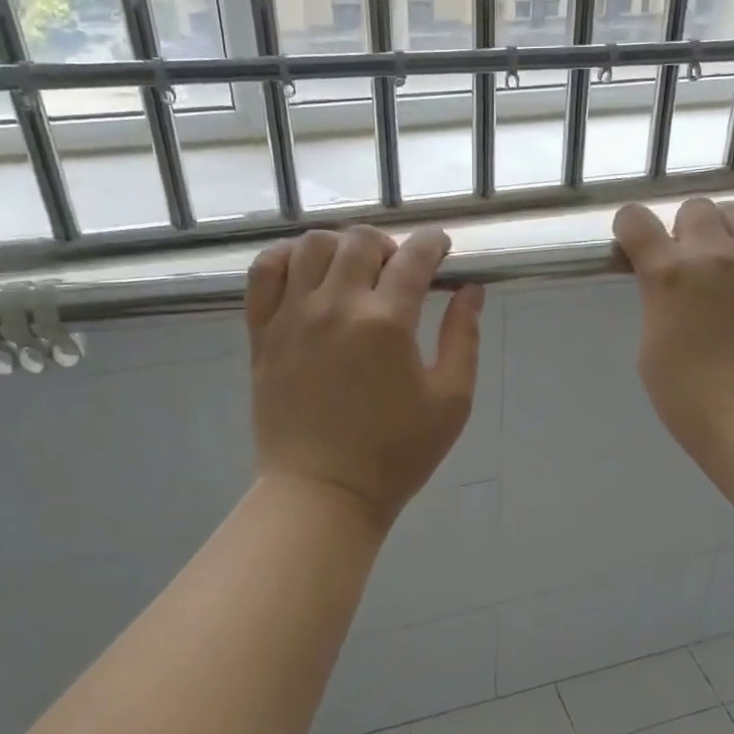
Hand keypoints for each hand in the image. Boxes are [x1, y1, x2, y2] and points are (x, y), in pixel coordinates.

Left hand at [246, 225, 482, 529]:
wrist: (324, 492)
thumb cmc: (396, 454)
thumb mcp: (451, 401)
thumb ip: (464, 338)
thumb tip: (471, 291)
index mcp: (387, 322)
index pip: (415, 257)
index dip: (434, 243)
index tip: (442, 247)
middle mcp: (336, 306)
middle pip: (361, 241)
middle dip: (390, 244)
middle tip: (401, 270)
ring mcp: (292, 317)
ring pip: (312, 245)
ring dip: (342, 246)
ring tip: (354, 270)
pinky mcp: (262, 333)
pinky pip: (265, 272)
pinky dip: (287, 257)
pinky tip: (306, 272)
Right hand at [613, 183, 733, 460]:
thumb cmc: (691, 396)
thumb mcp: (651, 348)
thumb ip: (656, 304)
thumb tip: (665, 286)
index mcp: (667, 274)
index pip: (635, 222)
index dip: (627, 228)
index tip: (629, 245)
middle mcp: (711, 252)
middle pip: (691, 209)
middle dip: (680, 229)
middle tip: (683, 262)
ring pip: (733, 210)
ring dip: (719, 224)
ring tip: (720, 246)